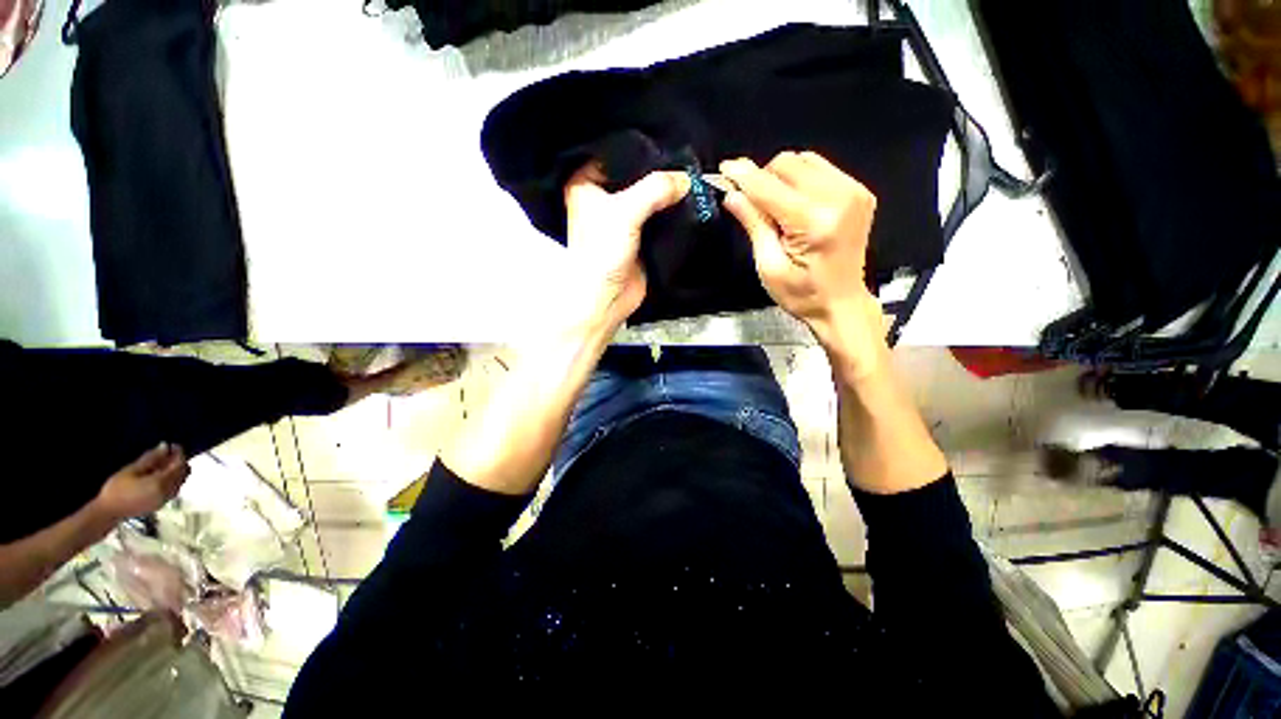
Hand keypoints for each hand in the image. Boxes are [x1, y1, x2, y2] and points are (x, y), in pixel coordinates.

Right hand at [96, 443, 189, 520]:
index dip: (179, 454)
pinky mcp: (161, 504)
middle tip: (167, 453)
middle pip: (183, 473)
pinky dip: (172, 479)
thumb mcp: (131, 470)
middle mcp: (167, 492)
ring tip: (161, 463)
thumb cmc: (116, 489)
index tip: (173, 446)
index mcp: (161, 483)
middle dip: (178, 462)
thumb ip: (150, 458)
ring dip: (175, 470)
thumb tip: (164, 446)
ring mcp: (165, 500)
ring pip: (180, 481)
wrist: (108, 512)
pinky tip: (159, 474)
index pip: (179, 465)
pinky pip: (174, 489)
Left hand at [563, 163, 690, 328]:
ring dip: (668, 193)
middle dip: (659, 171)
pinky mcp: (641, 237)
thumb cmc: (603, 251)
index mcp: (587, 184)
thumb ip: (655, 189)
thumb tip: (686, 179)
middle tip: (687, 157)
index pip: (617, 154)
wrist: (606, 298)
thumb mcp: (625, 211)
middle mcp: (605, 198)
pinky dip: (672, 213)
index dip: (641, 147)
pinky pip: (659, 218)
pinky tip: (690, 201)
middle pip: (636, 176)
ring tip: (692, 176)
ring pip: (650, 198)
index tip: (668, 139)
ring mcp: (624, 219)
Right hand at [720, 151, 886, 371]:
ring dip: (781, 177)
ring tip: (776, 208)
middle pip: (788, 163)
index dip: (743, 176)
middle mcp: (839, 198)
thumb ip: (754, 224)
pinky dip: (800, 179)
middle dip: (763, 179)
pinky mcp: (859, 191)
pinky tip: (795, 204)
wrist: (840, 303)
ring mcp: (854, 192)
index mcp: (815, 223)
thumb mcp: (769, 266)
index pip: (769, 187)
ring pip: (804, 160)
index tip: (724, 170)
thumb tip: (733, 194)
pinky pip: (820, 168)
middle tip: (753, 205)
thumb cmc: (802, 294)